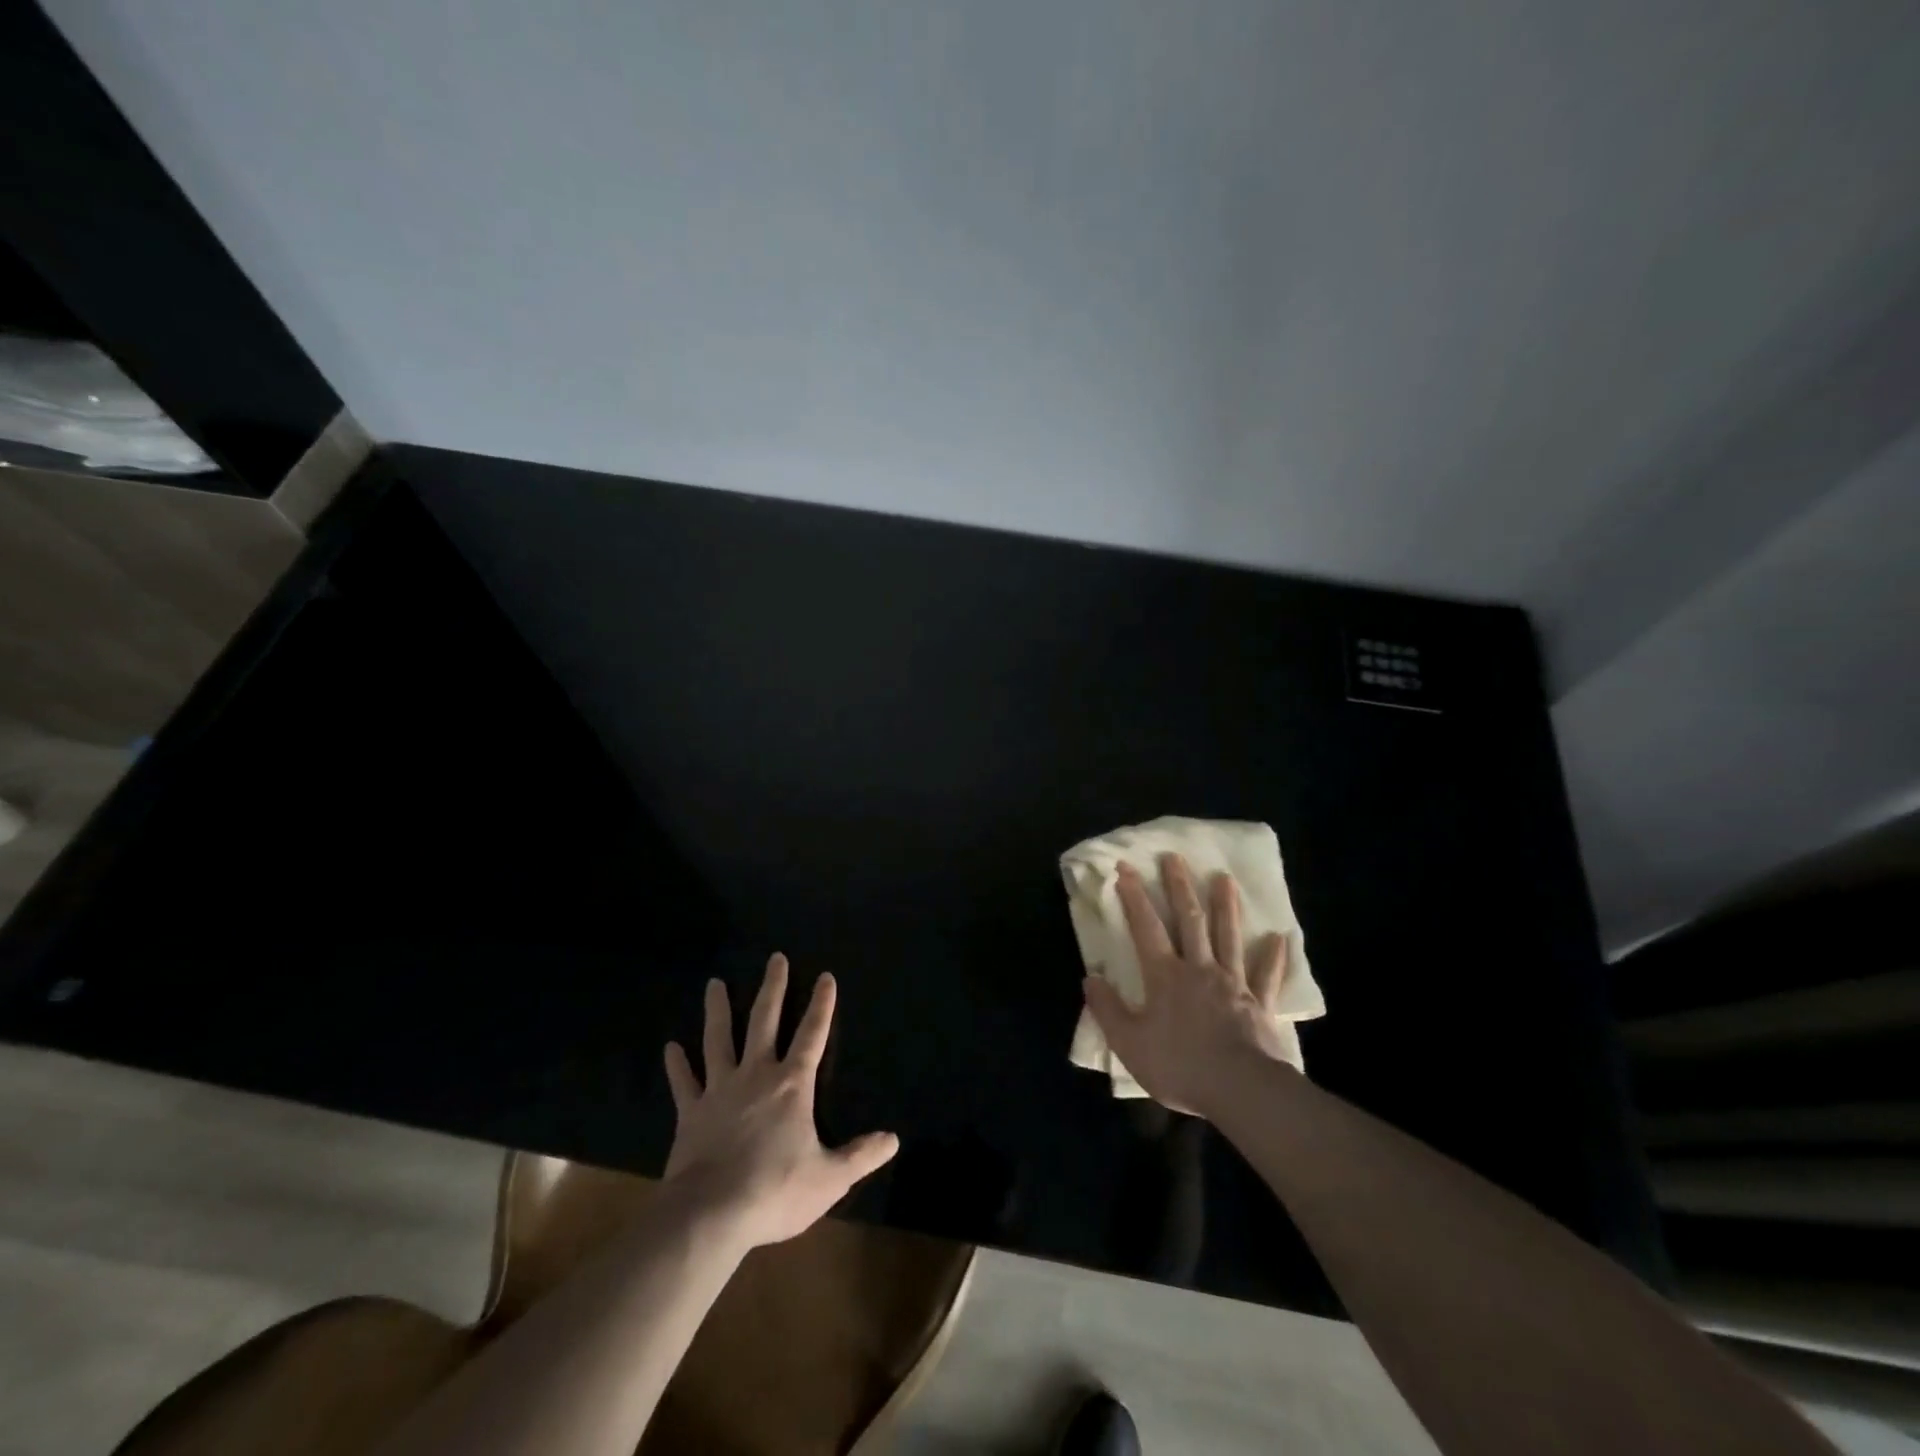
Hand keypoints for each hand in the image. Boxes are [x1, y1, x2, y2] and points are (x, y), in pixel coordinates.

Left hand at [663, 955, 898, 1247]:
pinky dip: (677, 1065)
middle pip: (764, 1021)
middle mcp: (756, 1075)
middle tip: (774, 958)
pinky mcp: (691, 1113)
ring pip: (719, 1040)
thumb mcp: (829, 1179)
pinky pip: (684, 1083)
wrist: (711, 1214)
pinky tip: (671, 1048)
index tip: (825, 976)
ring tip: (714, 984)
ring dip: (718, 1011)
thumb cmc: (775, 1190)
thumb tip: (893, 1139)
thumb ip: (861, 1156)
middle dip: (772, 988)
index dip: (822, 1005)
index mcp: (792, 1085)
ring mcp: (720, 1090)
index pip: (812, 1034)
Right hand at [1081, 854, 1294, 1117]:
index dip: (1134, 896)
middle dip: (1179, 886)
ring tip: (1224, 878)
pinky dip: (1273, 956)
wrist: (1240, 1089)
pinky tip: (1280, 937)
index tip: (1126, 868)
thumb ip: (1107, 1009)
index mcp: (1165, 976)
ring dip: (1225, 906)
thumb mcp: (1129, 1043)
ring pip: (1228, 936)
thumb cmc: (1179, 1065)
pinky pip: (1268, 975)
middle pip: (1189, 920)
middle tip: (1175, 857)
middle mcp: (1199, 968)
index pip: (1146, 927)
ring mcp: (1233, 983)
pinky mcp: (1260, 1003)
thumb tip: (1089, 978)